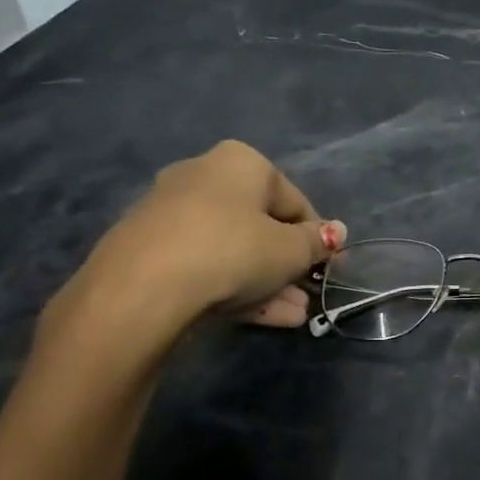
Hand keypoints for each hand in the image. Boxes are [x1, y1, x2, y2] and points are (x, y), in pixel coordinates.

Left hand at [44, 142, 344, 362]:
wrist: (144, 287)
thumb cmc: (233, 251)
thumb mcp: (291, 251)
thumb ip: (317, 242)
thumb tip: (336, 232)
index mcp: (242, 163)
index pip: (295, 201)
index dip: (318, 238)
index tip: (329, 268)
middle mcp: (204, 176)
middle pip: (261, 225)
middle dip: (289, 264)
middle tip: (309, 294)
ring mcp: (172, 213)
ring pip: (235, 249)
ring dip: (268, 282)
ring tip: (293, 315)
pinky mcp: (151, 249)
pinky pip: (207, 264)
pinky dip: (234, 287)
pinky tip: (261, 316)